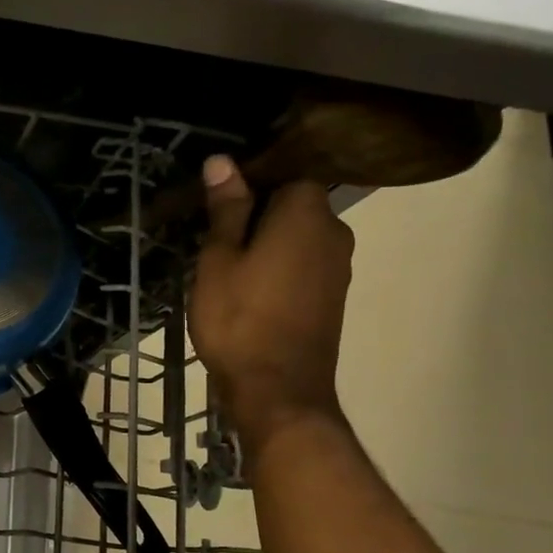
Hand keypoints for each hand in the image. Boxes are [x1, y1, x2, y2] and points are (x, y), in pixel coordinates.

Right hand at [188, 155, 353, 453]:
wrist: (278, 391)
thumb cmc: (239, 318)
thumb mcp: (219, 259)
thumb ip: (226, 209)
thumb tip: (223, 161)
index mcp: (307, 214)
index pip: (286, 172)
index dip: (251, 181)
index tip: (217, 202)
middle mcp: (335, 233)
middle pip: (294, 204)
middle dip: (257, 213)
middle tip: (213, 235)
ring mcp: (339, 267)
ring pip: (299, 236)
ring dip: (267, 242)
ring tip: (226, 263)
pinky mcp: (334, 296)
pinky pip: (304, 263)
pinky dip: (280, 265)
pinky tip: (249, 287)